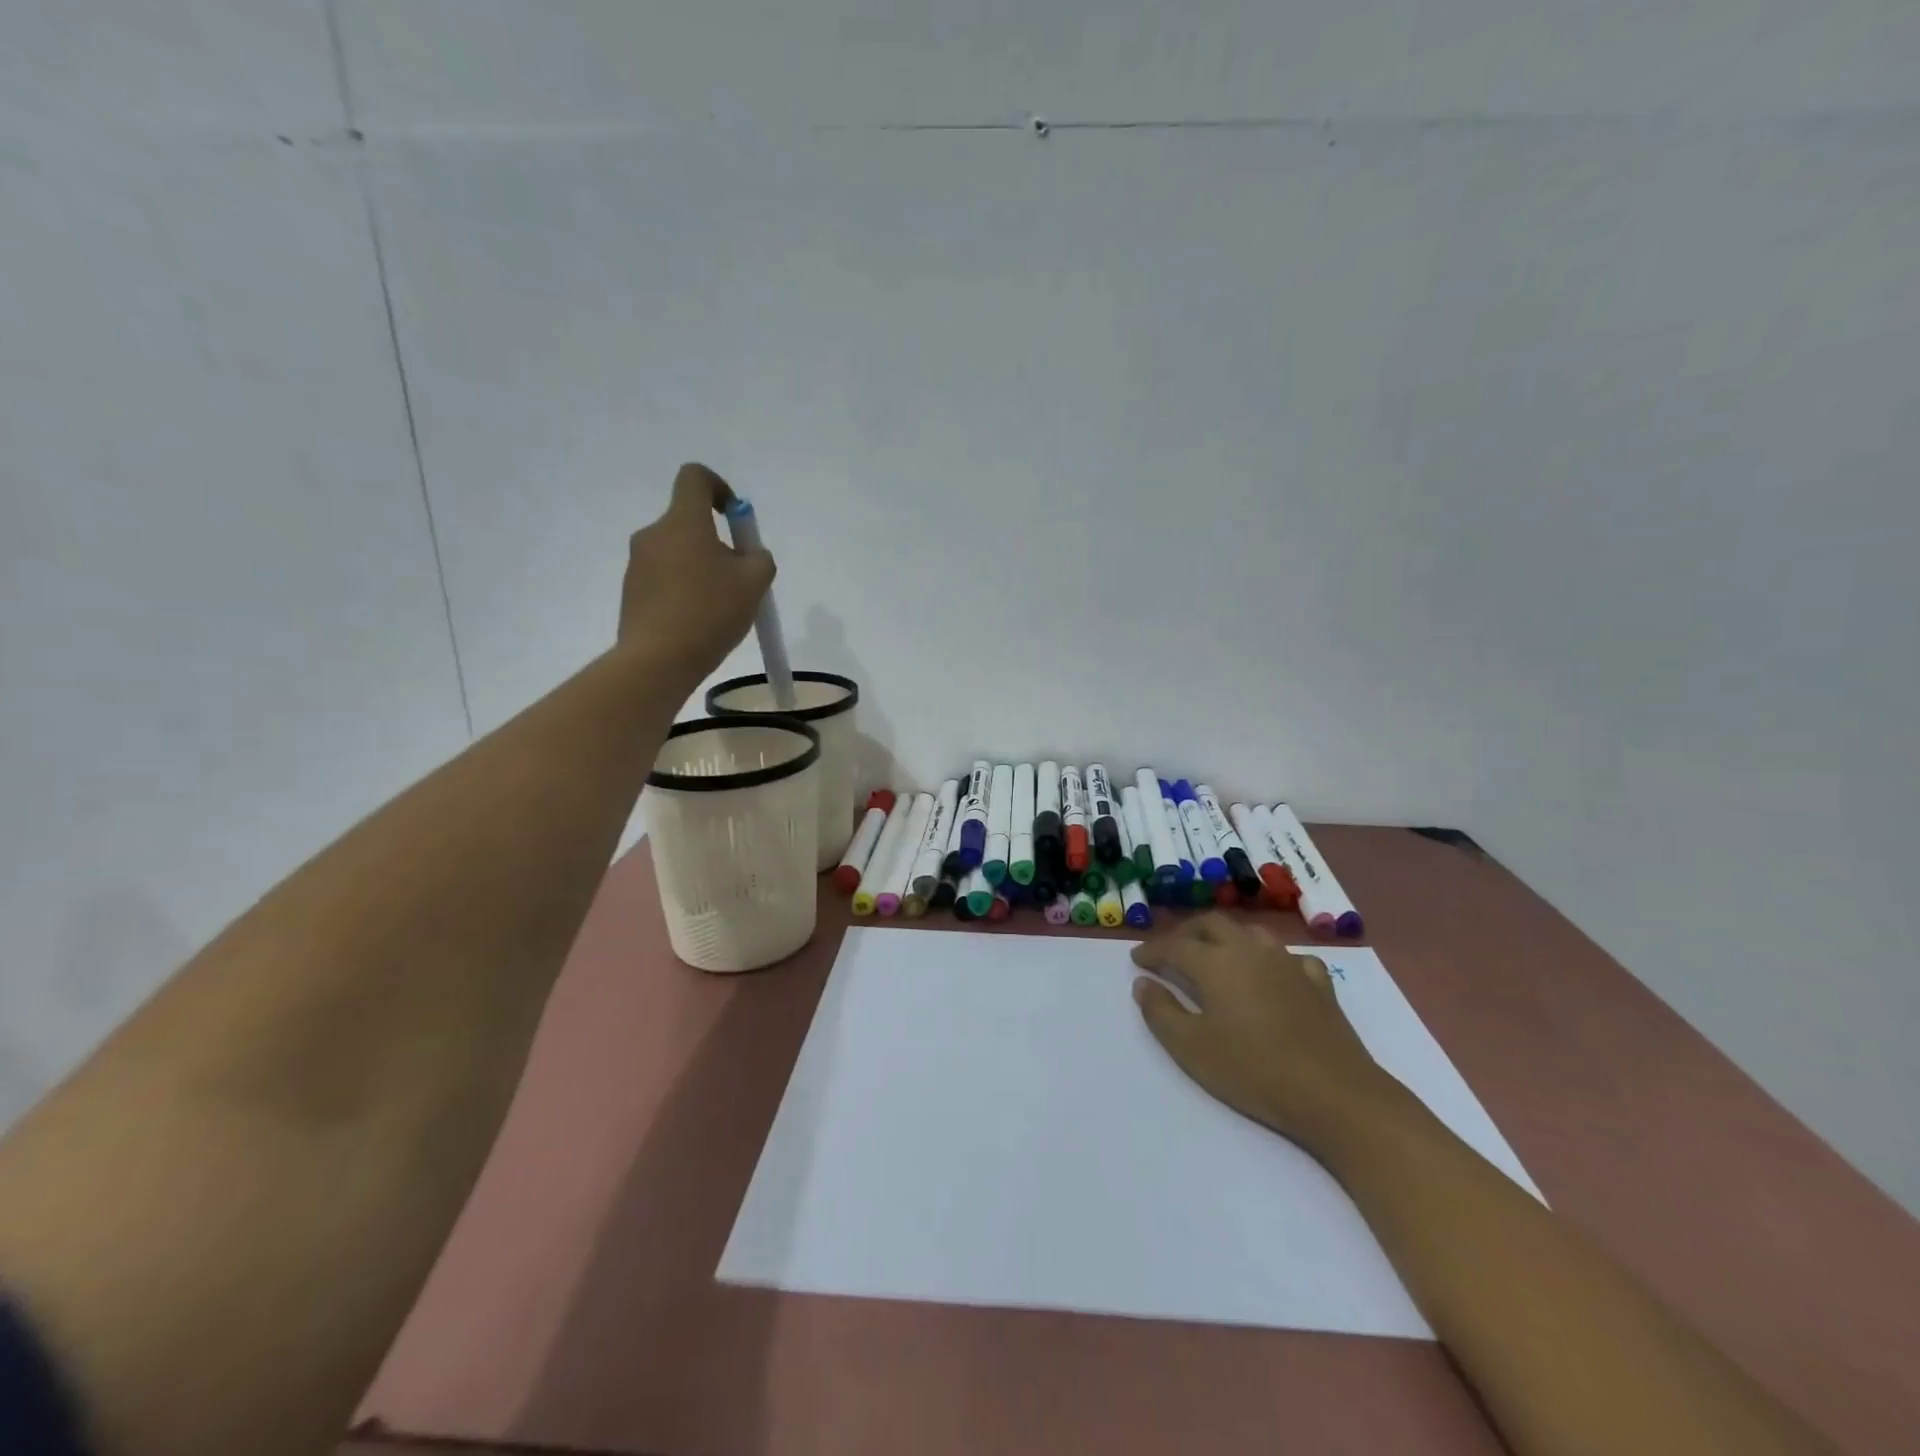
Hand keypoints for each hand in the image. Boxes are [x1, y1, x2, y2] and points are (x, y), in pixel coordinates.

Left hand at [619, 463, 776, 681]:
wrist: (658, 659)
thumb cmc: (710, 612)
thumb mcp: (755, 583)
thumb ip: (759, 558)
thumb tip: (750, 554)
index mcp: (683, 522)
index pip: (694, 478)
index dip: (719, 487)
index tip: (734, 517)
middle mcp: (654, 534)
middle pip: (689, 522)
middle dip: (717, 543)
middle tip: (739, 579)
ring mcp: (638, 563)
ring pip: (678, 553)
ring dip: (700, 568)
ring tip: (720, 607)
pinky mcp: (632, 591)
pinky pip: (664, 578)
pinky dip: (684, 589)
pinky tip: (698, 621)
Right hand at [1131, 915, 1390, 1155]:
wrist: (1335, 1094)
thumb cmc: (1253, 1071)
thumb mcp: (1191, 1048)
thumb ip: (1161, 1011)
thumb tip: (1143, 983)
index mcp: (1215, 963)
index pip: (1175, 945)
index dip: (1153, 950)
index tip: (1138, 960)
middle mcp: (1250, 951)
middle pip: (1212, 924)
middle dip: (1186, 933)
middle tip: (1171, 951)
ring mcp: (1288, 964)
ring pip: (1251, 933)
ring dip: (1227, 938)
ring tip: (1216, 957)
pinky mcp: (1319, 983)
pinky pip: (1290, 957)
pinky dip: (1272, 960)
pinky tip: (1272, 976)